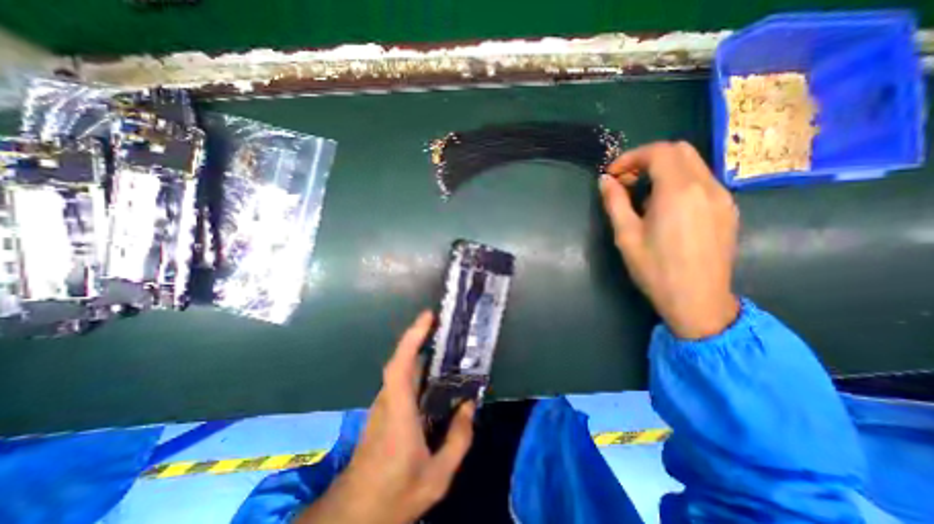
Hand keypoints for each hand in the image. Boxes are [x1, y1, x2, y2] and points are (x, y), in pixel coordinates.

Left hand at [297, 310, 475, 522]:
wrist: (354, 514)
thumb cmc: (394, 493)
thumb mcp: (437, 476)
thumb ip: (458, 439)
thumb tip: (469, 406)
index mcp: (399, 411)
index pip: (401, 364)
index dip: (413, 337)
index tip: (428, 316)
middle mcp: (388, 400)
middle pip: (402, 359)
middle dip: (420, 337)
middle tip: (444, 325)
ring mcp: (383, 404)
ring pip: (401, 368)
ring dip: (419, 350)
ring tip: (444, 344)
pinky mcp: (384, 410)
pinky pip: (402, 380)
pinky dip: (416, 367)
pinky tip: (434, 374)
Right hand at [602, 141, 741, 340]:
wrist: (698, 300)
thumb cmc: (655, 269)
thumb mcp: (626, 236)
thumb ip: (615, 202)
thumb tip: (605, 180)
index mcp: (679, 191)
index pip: (658, 152)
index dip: (631, 157)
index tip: (613, 175)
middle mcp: (706, 186)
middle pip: (679, 150)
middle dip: (647, 159)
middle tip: (626, 181)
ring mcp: (722, 197)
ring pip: (692, 164)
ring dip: (663, 170)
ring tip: (642, 196)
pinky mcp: (728, 210)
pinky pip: (702, 181)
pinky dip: (679, 182)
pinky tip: (665, 207)